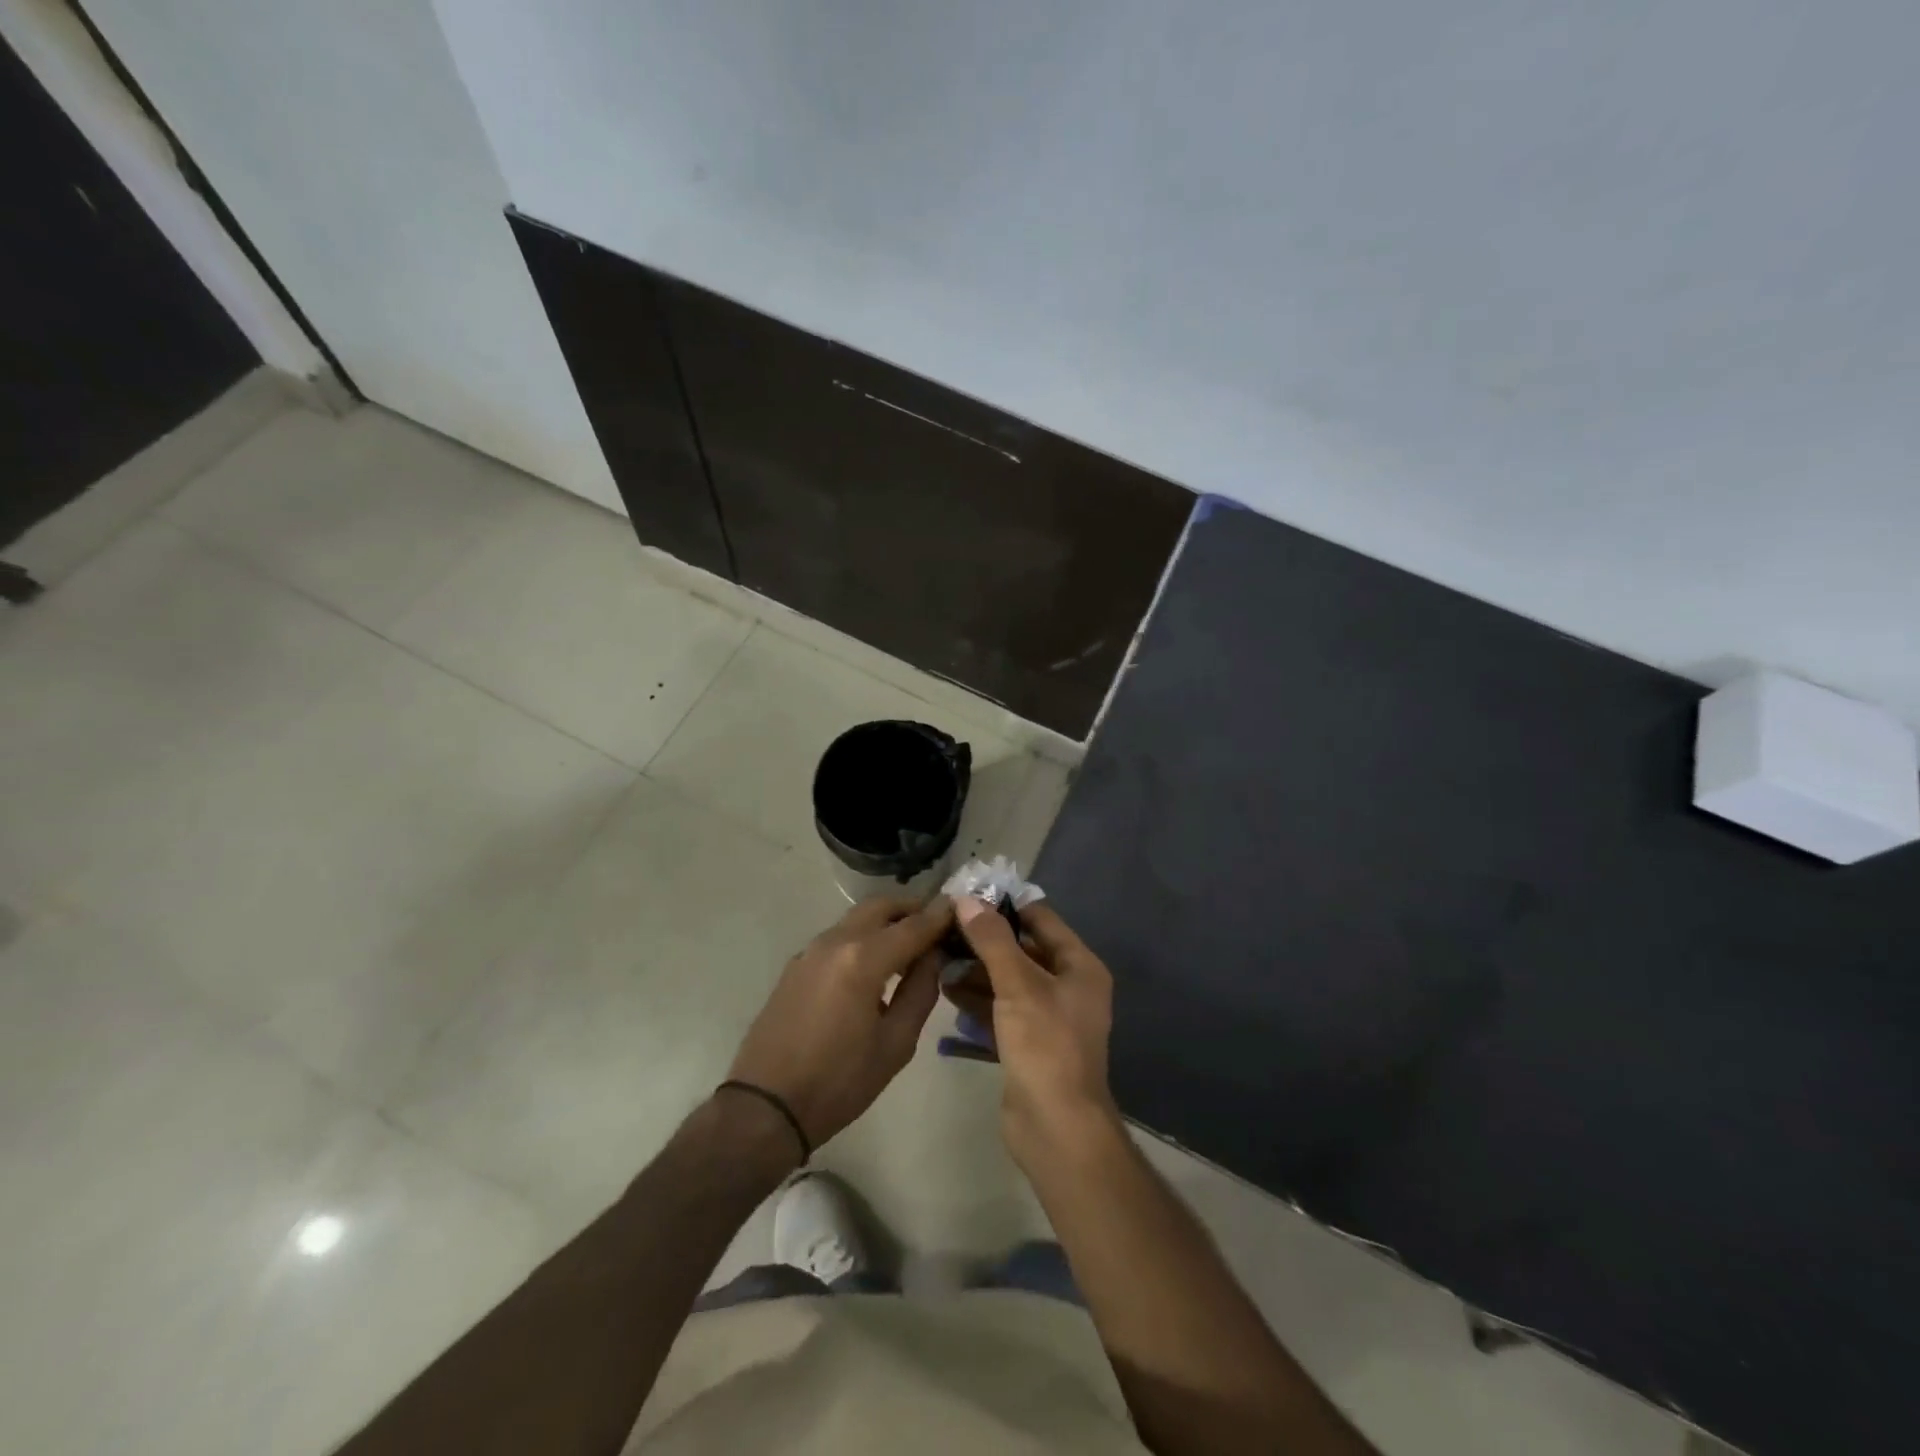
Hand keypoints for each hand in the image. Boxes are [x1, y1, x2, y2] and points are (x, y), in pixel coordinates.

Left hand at [726, 895, 952, 1151]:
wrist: (765, 1106)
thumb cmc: (839, 1082)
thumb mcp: (895, 1044)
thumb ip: (920, 991)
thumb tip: (933, 957)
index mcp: (863, 959)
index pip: (913, 925)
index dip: (940, 915)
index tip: (961, 908)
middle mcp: (835, 942)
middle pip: (880, 907)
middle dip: (911, 909)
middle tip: (936, 924)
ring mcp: (810, 951)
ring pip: (856, 919)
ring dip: (886, 922)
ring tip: (910, 945)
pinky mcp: (796, 966)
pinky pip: (838, 937)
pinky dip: (863, 938)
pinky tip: (874, 965)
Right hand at [949, 897, 1118, 1169]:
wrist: (1056, 1128)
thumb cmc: (1045, 1044)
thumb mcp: (1017, 984)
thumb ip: (992, 940)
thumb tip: (967, 898)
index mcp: (1079, 966)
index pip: (1040, 919)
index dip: (1005, 904)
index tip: (967, 894)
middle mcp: (1068, 986)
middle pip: (1023, 949)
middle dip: (985, 940)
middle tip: (943, 926)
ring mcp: (1048, 1017)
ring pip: (1008, 981)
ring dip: (976, 970)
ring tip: (937, 956)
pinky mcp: (1029, 1043)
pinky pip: (1001, 1009)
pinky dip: (977, 999)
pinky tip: (945, 989)